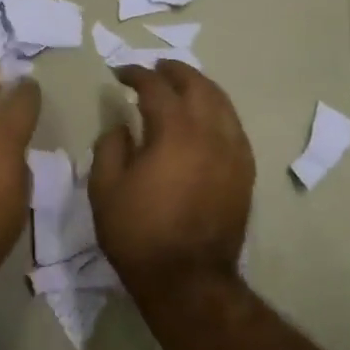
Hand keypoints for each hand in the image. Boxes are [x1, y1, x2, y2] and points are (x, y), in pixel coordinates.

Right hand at [89, 62, 253, 298]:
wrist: (188, 280)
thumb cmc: (139, 234)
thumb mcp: (105, 189)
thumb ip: (110, 146)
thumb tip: (121, 126)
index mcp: (175, 132)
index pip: (156, 87)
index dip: (136, 74)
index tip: (119, 73)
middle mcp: (211, 133)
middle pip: (198, 85)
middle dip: (174, 71)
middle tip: (154, 68)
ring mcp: (234, 152)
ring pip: (222, 103)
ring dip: (199, 87)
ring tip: (180, 86)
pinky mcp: (245, 172)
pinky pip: (233, 127)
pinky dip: (216, 112)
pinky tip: (203, 119)